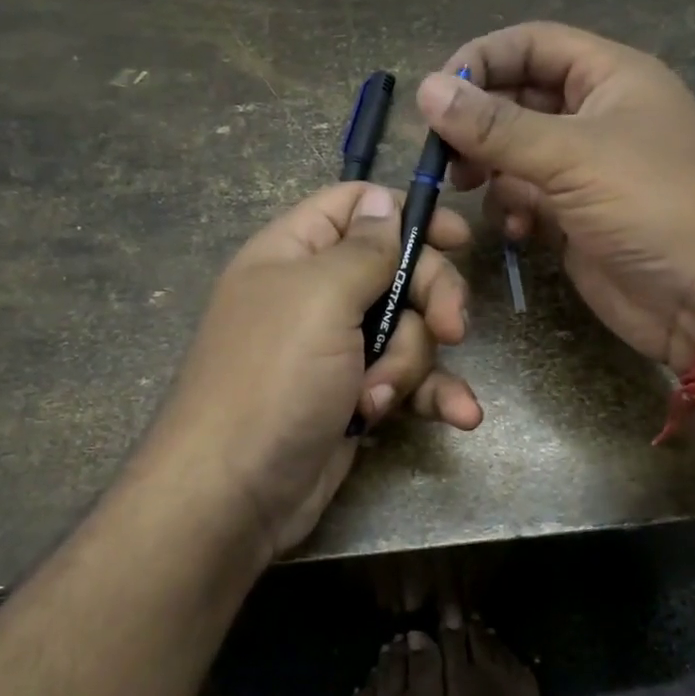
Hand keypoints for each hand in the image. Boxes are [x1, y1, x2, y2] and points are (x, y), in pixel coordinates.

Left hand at [144, 182, 481, 559]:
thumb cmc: (273, 378)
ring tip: (383, 397)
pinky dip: (433, 396)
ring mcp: (338, 348)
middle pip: (398, 270)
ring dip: (414, 363)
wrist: (234, 494)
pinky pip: (409, 380)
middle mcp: (317, 294)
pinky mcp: (356, 395)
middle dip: (431, 299)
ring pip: (410, 329)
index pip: (356, 206)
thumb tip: (382, 201)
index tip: (457, 239)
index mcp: (296, 253)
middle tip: (454, 328)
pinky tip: (460, 416)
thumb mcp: (320, 298)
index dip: (407, 215)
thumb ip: (363, 248)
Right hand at [419, 21, 694, 371]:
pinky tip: (519, 231)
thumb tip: (426, 89)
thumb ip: (496, 127)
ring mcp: (585, 170)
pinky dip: (512, 210)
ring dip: (491, 171)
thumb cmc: (654, 204)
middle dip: (478, 125)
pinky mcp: (575, 217)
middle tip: (444, 155)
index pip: (532, 45)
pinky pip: (526, 199)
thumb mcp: (573, 156)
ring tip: (473, 191)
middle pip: (517, 100)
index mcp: (609, 77)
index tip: (436, 95)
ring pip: (514, 154)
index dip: (482, 60)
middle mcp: (595, 116)